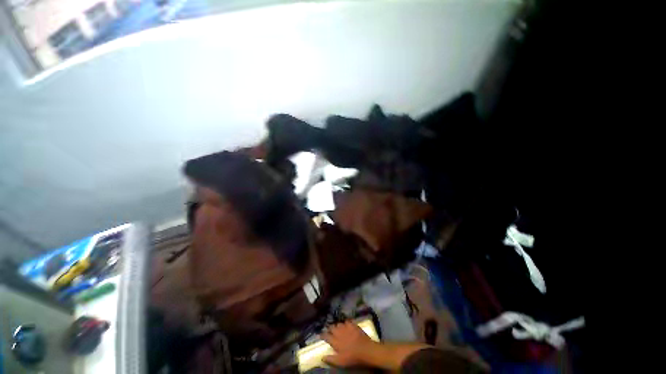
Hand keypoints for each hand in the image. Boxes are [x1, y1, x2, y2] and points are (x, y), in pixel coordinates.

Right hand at [322, 321, 376, 367]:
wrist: (365, 349)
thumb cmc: (352, 357)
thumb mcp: (340, 362)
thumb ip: (331, 359)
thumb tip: (322, 357)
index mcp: (335, 341)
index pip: (326, 336)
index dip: (323, 335)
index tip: (320, 335)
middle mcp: (339, 332)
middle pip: (332, 328)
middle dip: (330, 328)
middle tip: (329, 331)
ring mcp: (346, 327)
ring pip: (339, 324)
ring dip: (337, 326)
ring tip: (337, 328)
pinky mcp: (352, 325)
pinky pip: (347, 321)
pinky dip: (345, 323)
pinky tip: (346, 325)